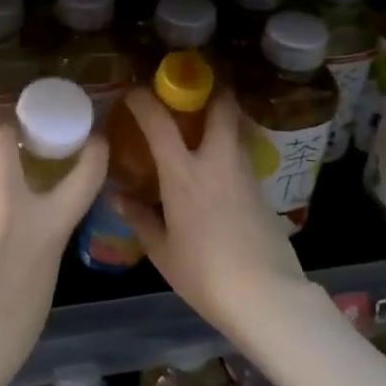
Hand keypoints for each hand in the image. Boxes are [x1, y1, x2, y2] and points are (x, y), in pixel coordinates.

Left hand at [0, 113, 106, 385]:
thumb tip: (37, 218)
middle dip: (4, 121)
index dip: (94, 151)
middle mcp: (9, 205)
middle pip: (1, 138)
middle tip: (8, 120)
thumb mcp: (46, 276)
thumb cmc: (10, 329)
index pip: (84, 176)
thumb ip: (45, 237)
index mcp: (48, 227)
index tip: (94, 139)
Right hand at [114, 88, 307, 336]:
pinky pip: (242, 153)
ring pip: (235, 128)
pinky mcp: (262, 189)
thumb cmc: (204, 274)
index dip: (144, 100)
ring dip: (220, 117)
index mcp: (183, 174)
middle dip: (208, 90)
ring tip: (200, 127)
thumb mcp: (162, 251)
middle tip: (189, 92)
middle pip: (221, 106)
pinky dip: (228, 147)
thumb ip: (140, 219)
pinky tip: (217, 166)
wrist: (265, 296)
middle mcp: (216, 161)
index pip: (160, 122)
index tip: (133, 92)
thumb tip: (119, 197)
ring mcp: (244, 172)